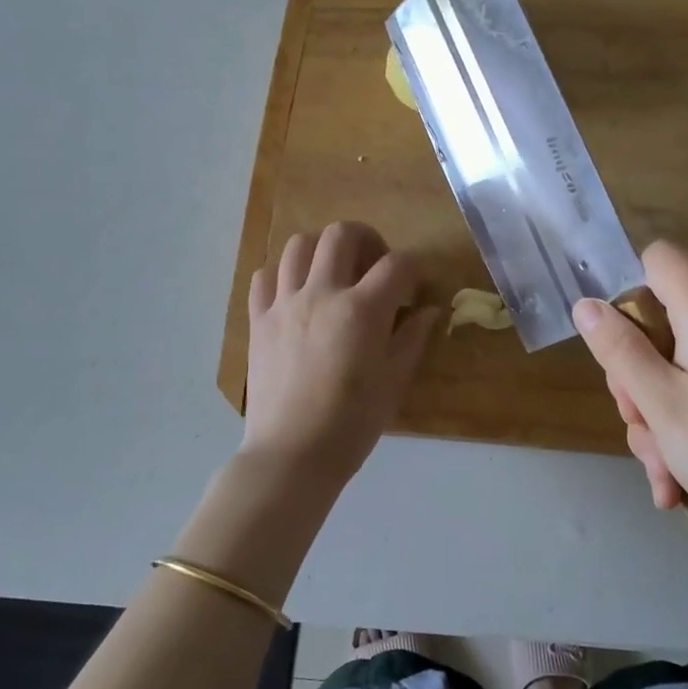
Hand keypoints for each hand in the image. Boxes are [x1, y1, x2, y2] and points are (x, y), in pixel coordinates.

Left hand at [242, 222, 440, 483]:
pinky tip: (295, 294)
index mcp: (362, 310)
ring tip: (332, 273)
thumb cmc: (352, 423)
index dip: (415, 268)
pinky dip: (281, 274)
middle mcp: (322, 293)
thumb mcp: (394, 381)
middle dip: (367, 239)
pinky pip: (264, 277)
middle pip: (342, 234)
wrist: (292, 454)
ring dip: (321, 250)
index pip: (397, 264)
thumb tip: (429, 310)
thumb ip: (412, 338)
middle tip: (374, 264)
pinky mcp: (258, 319)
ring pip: (298, 245)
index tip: (417, 285)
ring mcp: (284, 303)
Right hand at [572, 241, 687, 576]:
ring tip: (660, 463)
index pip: (662, 258)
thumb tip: (585, 304)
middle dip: (633, 370)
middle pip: (657, 319)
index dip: (630, 285)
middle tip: (637, 415)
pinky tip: (672, 478)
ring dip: (650, 411)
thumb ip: (619, 350)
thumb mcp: (660, 404)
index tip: (617, 337)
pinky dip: (675, 426)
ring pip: (668, 365)